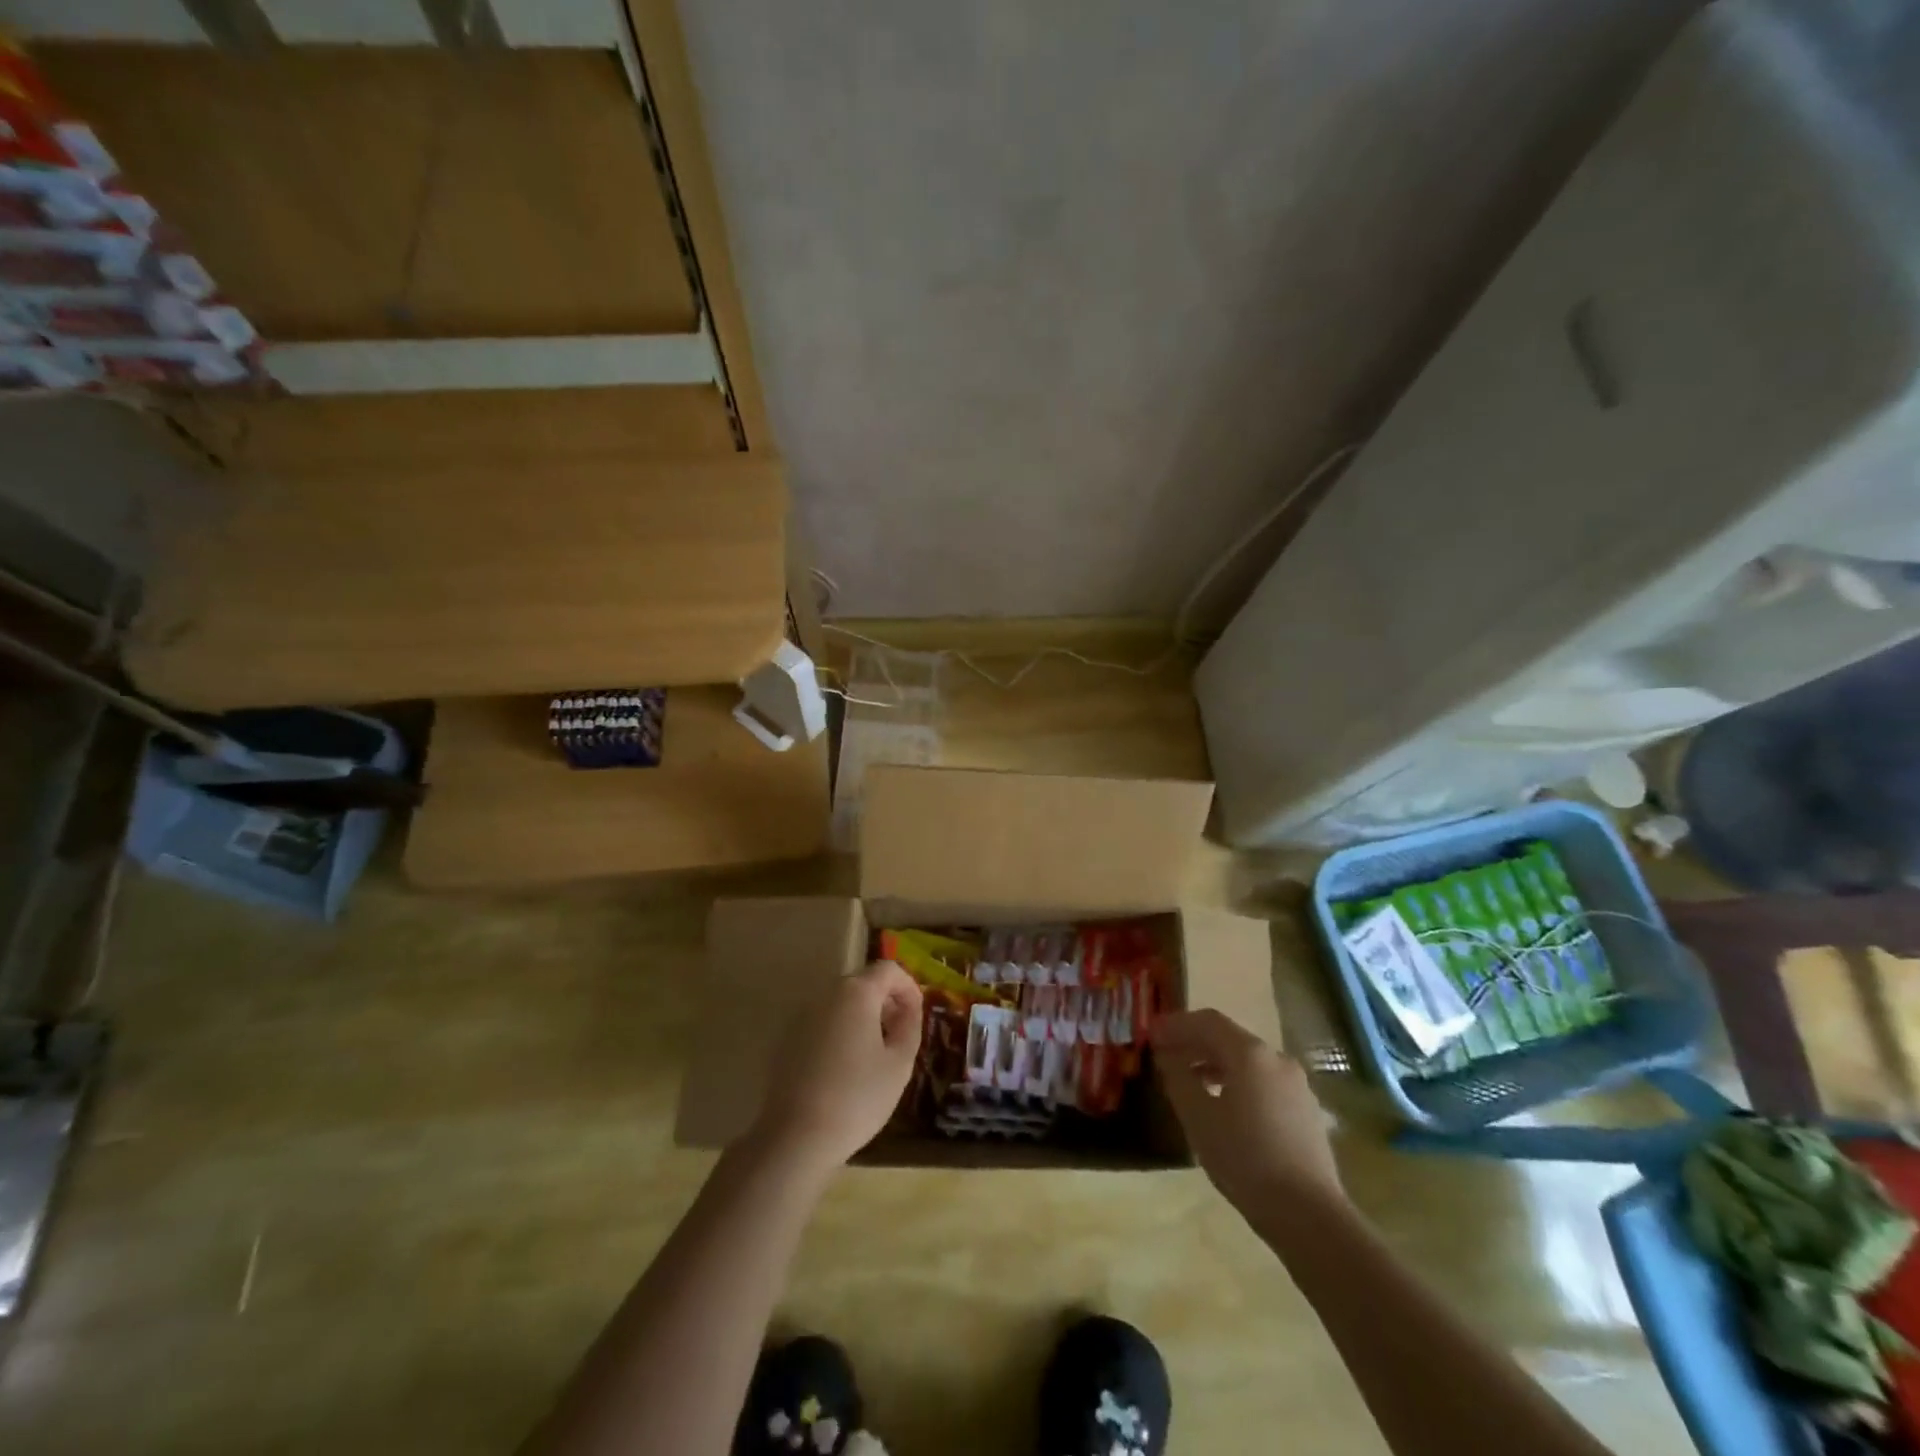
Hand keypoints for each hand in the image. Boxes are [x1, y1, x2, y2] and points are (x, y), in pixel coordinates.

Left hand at [752, 961, 922, 1175]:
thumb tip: (908, 1009)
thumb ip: (909, 1026)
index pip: (889, 969)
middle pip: (863, 983)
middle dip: (886, 1001)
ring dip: (863, 1017)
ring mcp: (803, 1015)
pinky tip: (846, 1067)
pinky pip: (823, 1023)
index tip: (917, 1015)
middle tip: (901, 1033)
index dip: (909, 987)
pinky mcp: (787, 1039)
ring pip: (841, 1003)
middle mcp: (826, 994)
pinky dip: (841, 1031)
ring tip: (876, 1052)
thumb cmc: (857, 1097)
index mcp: (856, 993)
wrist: (796, 1136)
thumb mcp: (899, 1063)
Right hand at [1152, 1008, 1343, 1217]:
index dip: (1176, 1024)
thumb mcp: (1198, 1118)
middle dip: (1194, 1043)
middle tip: (1165, 1056)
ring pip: (1247, 1061)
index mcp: (1250, 1054)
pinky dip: (1237, 1082)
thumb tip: (1168, 1057)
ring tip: (1190, 1082)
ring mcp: (1296, 1085)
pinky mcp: (1306, 1110)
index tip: (1151, 1034)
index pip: (1207, 1021)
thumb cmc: (1246, 1159)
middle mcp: (1276, 1059)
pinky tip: (1224, 1106)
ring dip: (1215, 1064)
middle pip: (1229, 1038)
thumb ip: (1178, 1078)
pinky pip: (1263, 1082)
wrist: (1310, 1215)